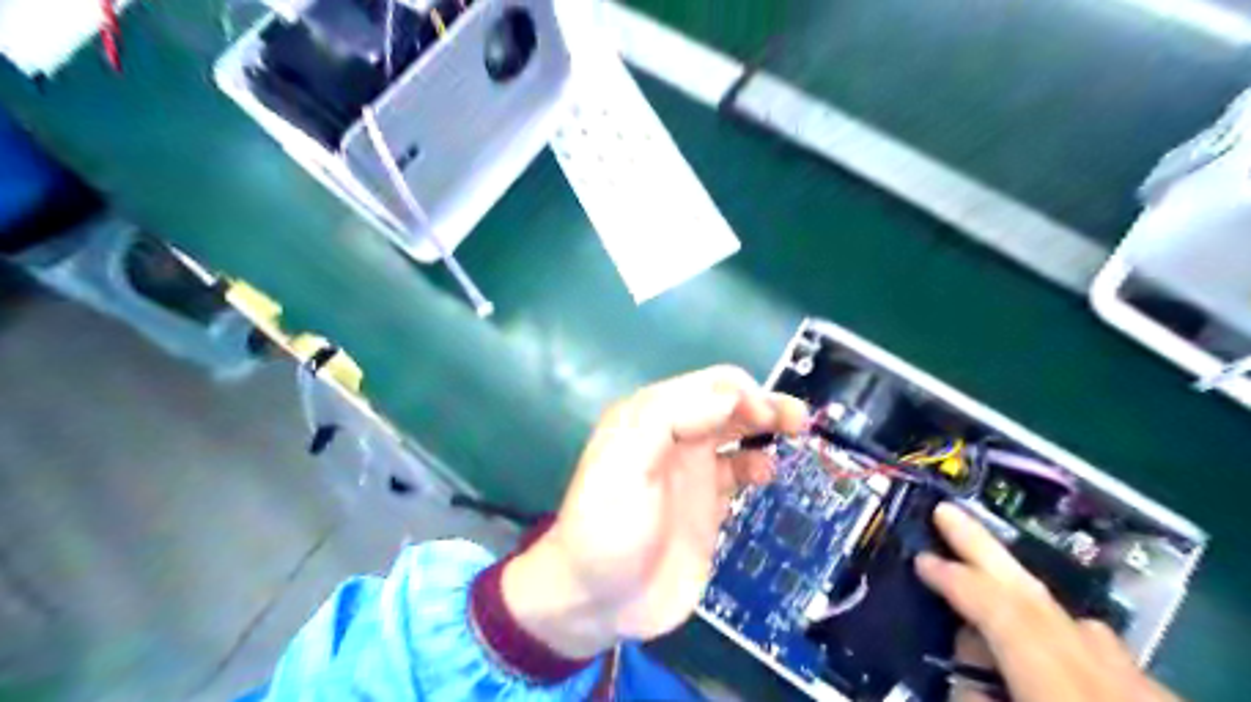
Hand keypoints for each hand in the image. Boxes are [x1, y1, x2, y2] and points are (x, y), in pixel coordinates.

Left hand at [503, 367, 805, 656]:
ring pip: (738, 433)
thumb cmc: (608, 528)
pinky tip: (766, 474)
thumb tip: (731, 395)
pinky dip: (758, 463)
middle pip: (727, 404)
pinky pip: (739, 470)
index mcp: (650, 417)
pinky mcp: (707, 502)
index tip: (768, 415)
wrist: (599, 600)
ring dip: (767, 427)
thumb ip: (669, 419)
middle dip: (763, 403)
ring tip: (794, 436)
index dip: (740, 393)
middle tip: (796, 420)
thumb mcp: (625, 464)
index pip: (706, 387)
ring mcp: (693, 469)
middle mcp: (675, 435)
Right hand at [917, 505, 1183, 701]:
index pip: (998, 612)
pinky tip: (1056, 655)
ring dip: (1021, 595)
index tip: (920, 560)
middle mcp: (1104, 675)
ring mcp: (1141, 688)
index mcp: (1062, 686)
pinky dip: (1066, 638)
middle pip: (1035, 594)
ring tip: (983, 588)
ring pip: (1073, 621)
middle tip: (947, 511)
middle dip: (985, 548)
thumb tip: (967, 675)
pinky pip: (1103, 653)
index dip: (955, 581)